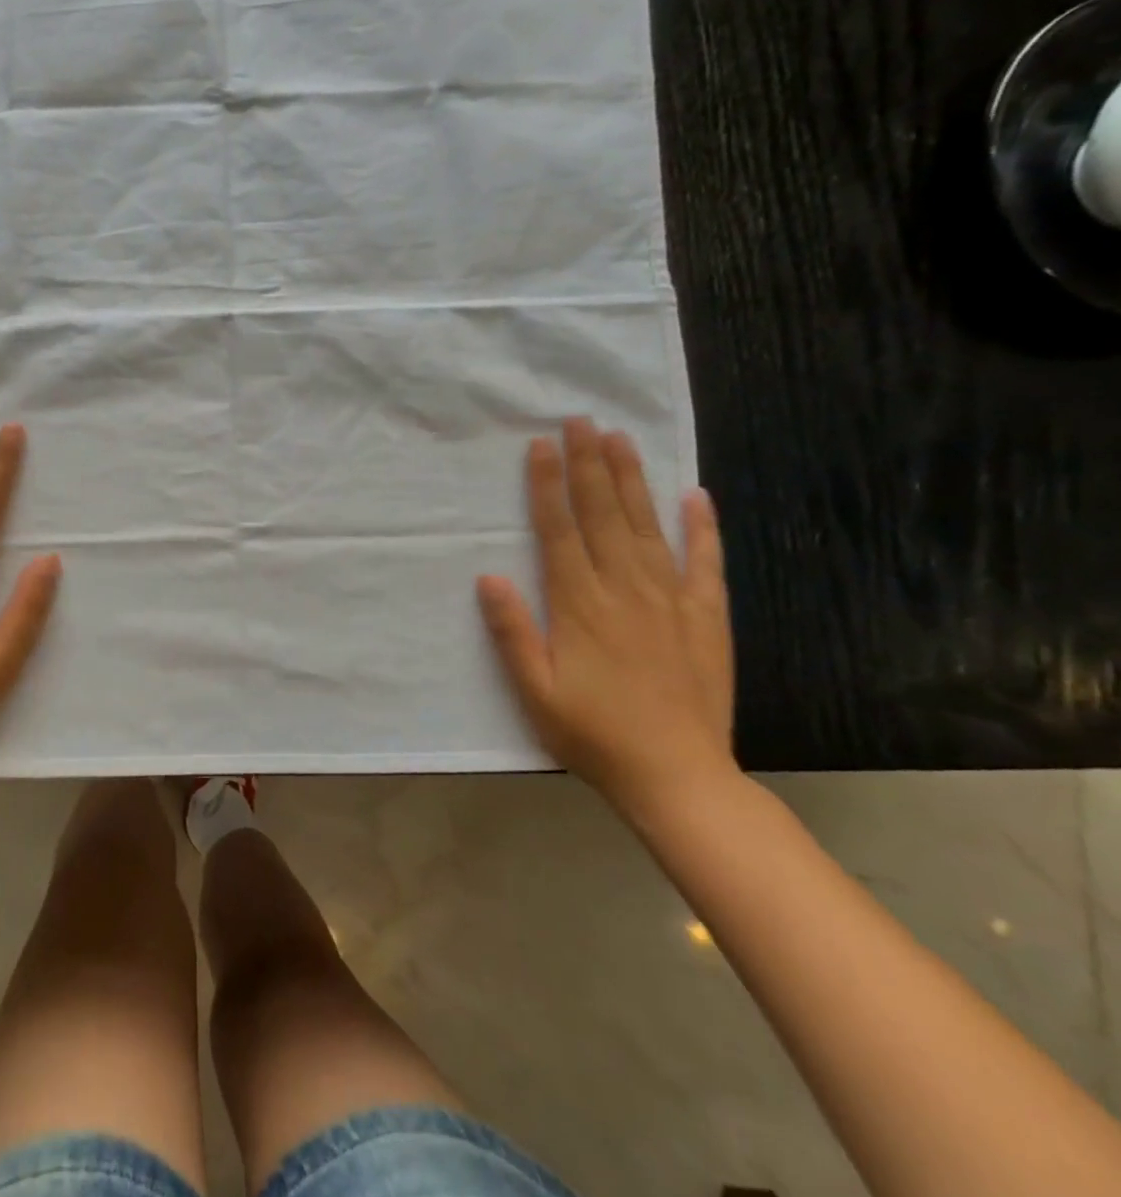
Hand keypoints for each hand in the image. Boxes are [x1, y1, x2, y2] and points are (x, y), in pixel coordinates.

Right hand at [477, 418, 736, 823]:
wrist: (678, 776)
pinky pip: (706, 562)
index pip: (559, 531)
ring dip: (633, 480)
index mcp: (580, 605)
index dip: (547, 486)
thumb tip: (489, 576)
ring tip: (621, 439)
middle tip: (581, 420)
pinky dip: (702, 527)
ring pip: (648, 526)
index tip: (541, 446)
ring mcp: (671, 600)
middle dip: (589, 465)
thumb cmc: (593, 733)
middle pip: (604, 515)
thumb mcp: (534, 691)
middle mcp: (625, 590)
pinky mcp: (706, 617)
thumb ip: (512, 632)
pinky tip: (695, 495)